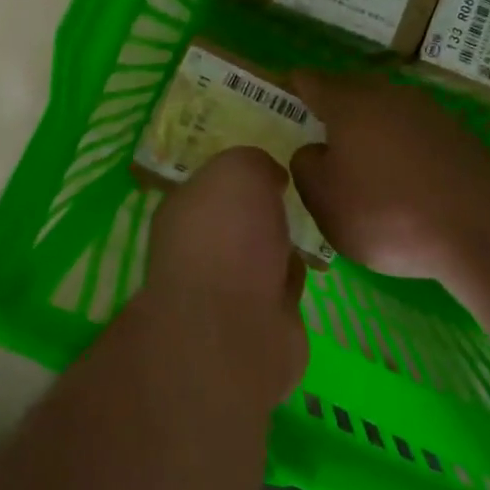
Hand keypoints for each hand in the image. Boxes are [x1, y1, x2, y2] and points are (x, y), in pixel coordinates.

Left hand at [143, 147, 308, 400]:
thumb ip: (253, 162)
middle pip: (237, 221)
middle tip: (292, 197)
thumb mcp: (239, 170)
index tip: (270, 167)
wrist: (236, 327)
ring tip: (306, 230)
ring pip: (261, 255)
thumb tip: (269, 178)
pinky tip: (307, 270)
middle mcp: (198, 250)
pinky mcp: (258, 323)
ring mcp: (226, 291)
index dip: (239, 175)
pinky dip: (293, 280)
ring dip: (281, 247)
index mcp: (183, 211)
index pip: (210, 186)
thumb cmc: (228, 236)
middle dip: (263, 212)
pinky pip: (281, 289)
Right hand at [290, 71, 489, 290]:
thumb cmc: (388, 211)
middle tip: (318, 131)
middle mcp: (388, 95)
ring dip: (370, 129)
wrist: (484, 227)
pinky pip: (413, 134)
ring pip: (386, 112)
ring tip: (359, 160)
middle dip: (333, 108)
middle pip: (351, 92)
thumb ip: (306, 168)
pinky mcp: (458, 137)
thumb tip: (313, 151)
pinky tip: (400, 178)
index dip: (294, 86)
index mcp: (349, 103)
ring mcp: (428, 113)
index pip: (311, 81)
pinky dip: (400, 148)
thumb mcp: (325, 199)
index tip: (283, 93)